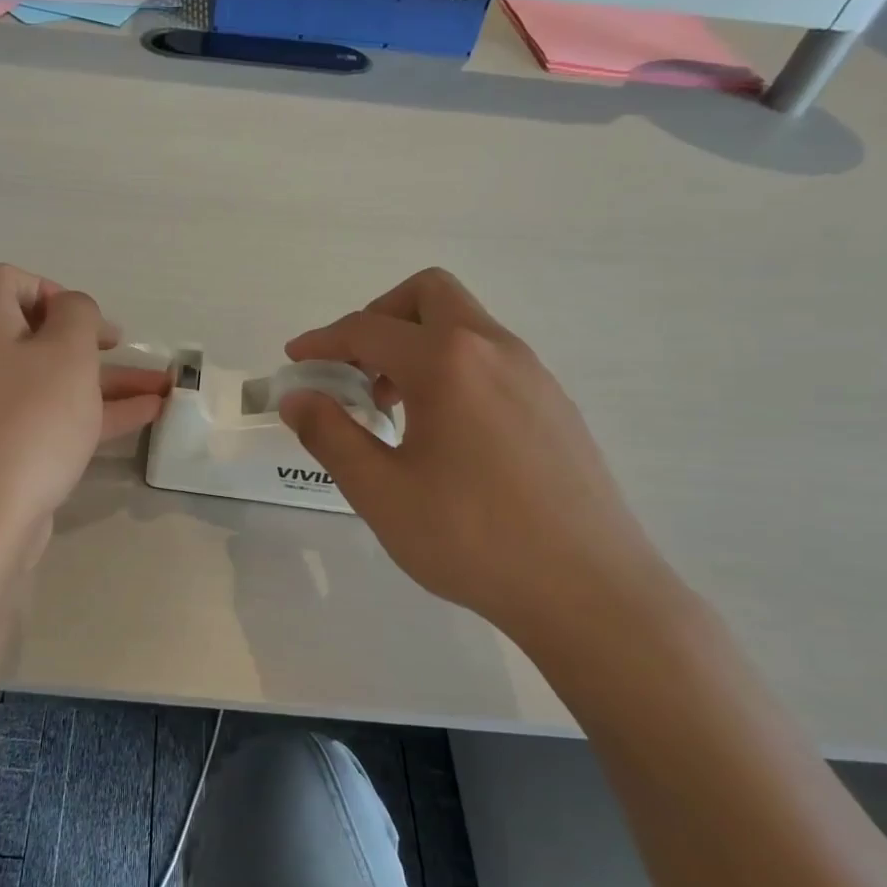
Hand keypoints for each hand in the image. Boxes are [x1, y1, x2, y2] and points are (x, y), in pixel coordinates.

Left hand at [0, 264, 167, 564]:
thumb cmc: (28, 420)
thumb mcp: (68, 352)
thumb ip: (78, 314)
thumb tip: (69, 310)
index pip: (13, 280)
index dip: (58, 293)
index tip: (91, 324)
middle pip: (33, 331)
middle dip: (90, 342)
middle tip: (124, 350)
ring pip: (46, 377)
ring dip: (100, 380)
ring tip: (159, 388)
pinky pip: (40, 412)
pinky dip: (85, 410)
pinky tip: (141, 416)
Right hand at [279, 269, 676, 639]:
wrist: (589, 591)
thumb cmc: (471, 538)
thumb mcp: (380, 491)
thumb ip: (329, 434)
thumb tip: (298, 397)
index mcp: (447, 362)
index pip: (368, 328)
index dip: (322, 341)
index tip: (296, 361)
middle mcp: (495, 349)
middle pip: (428, 294)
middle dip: (380, 318)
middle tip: (356, 369)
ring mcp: (534, 374)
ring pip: (465, 325)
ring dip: (417, 345)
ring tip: (395, 408)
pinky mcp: (555, 404)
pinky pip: (492, 359)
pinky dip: (453, 369)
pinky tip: (445, 433)